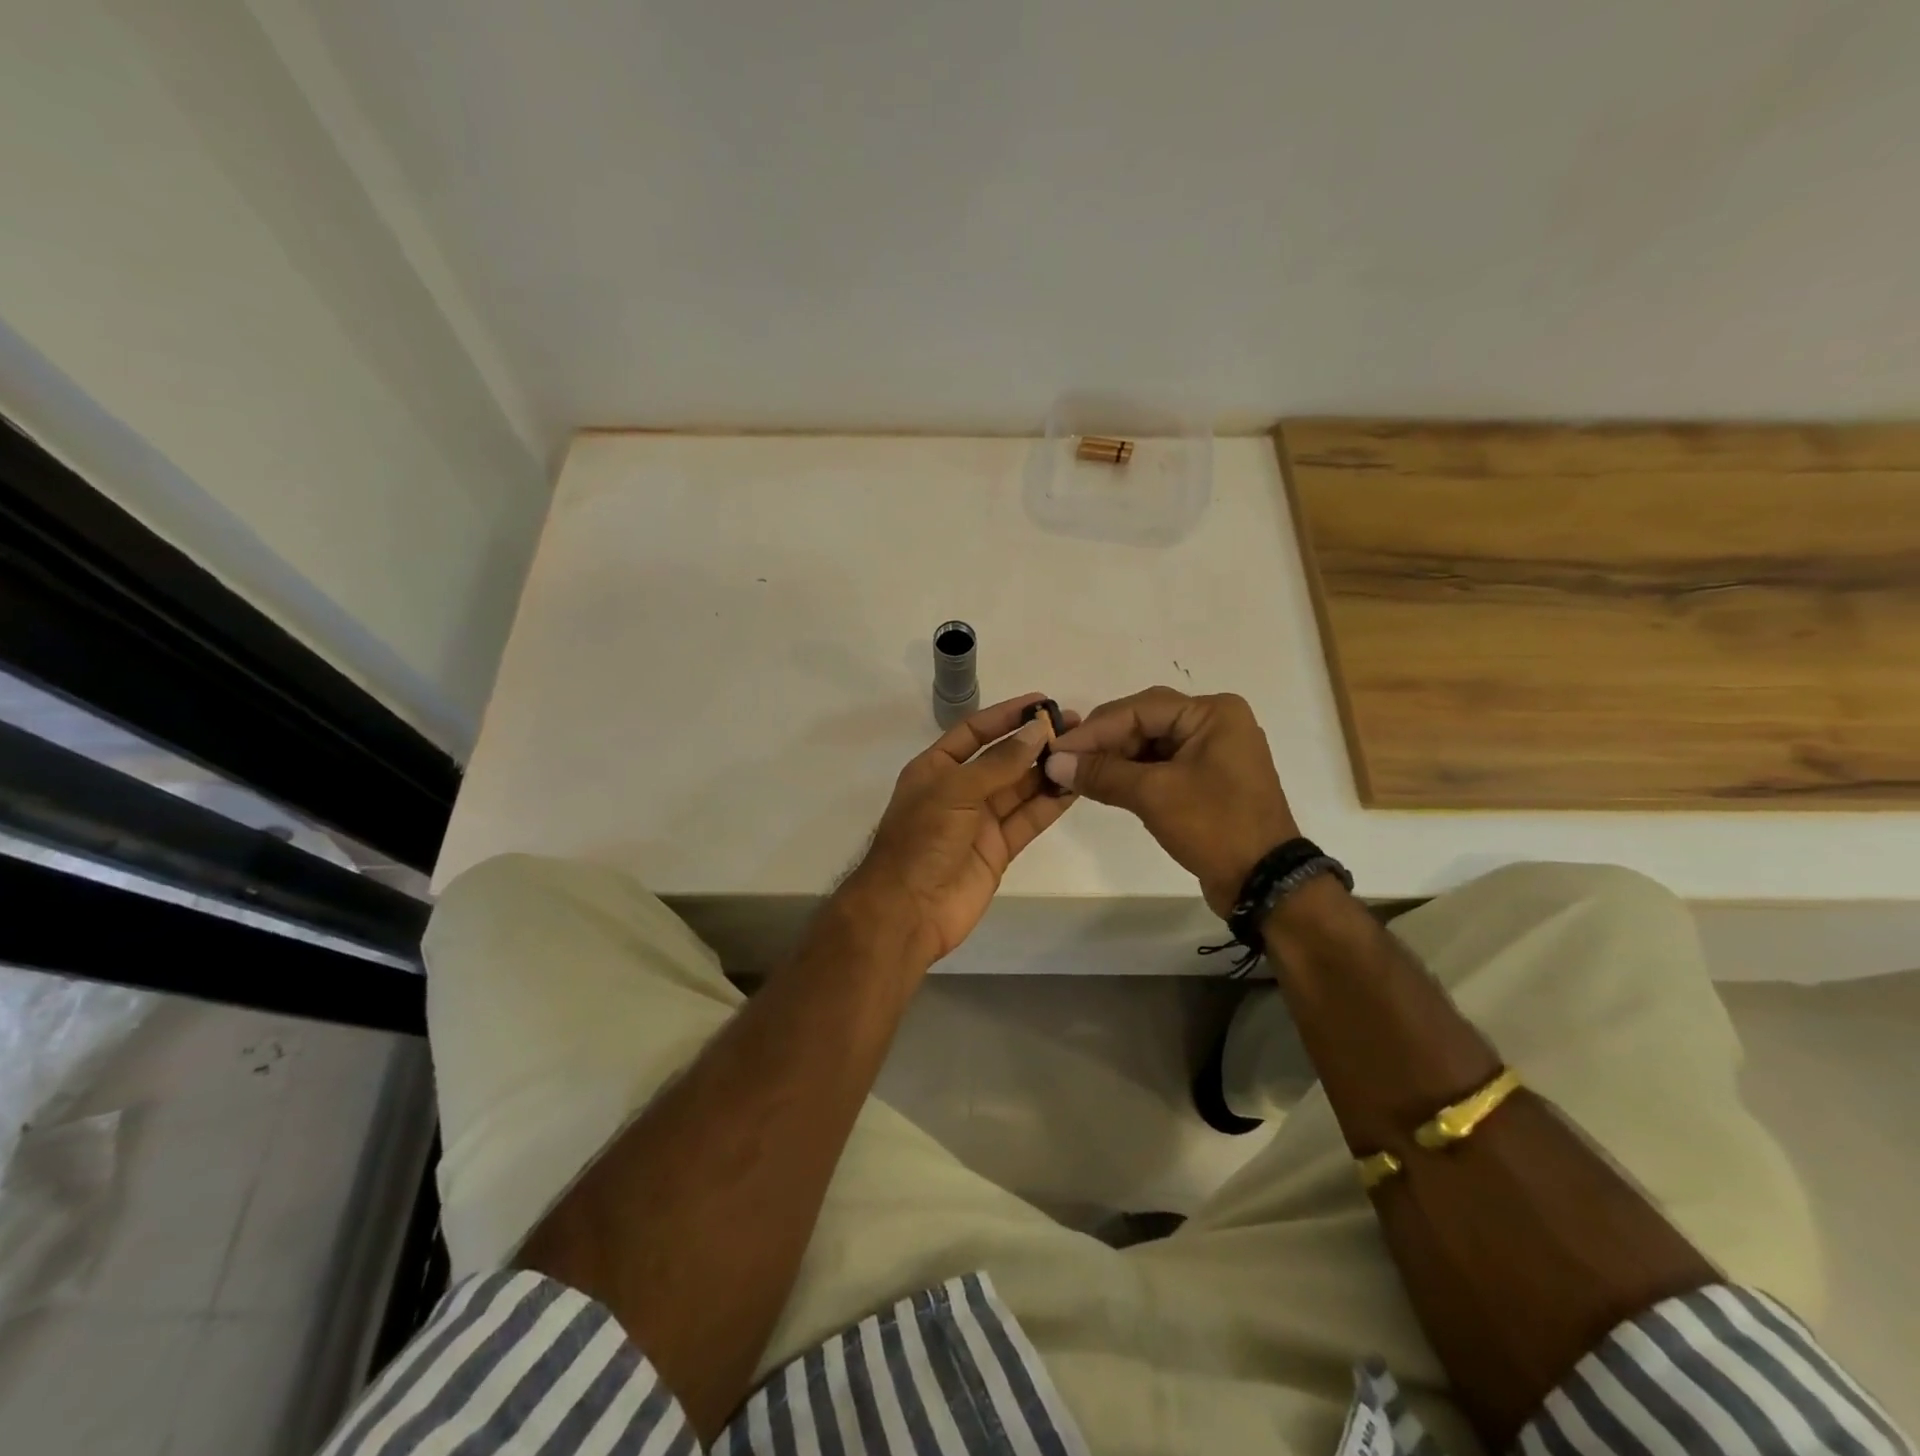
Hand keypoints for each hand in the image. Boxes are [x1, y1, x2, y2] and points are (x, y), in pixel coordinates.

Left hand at [841, 693, 1077, 967]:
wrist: (908, 910)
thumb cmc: (921, 840)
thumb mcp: (956, 790)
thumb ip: (1000, 762)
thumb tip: (1037, 730)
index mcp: (936, 768)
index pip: (975, 731)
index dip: (1006, 715)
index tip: (1042, 701)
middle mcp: (959, 790)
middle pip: (1003, 758)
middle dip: (1035, 742)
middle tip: (1076, 726)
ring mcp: (980, 821)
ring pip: (1020, 788)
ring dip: (1048, 770)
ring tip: (1083, 750)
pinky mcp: (999, 848)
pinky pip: (1028, 819)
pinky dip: (1050, 804)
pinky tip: (1075, 786)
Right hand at [1043, 687, 1298, 916]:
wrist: (1263, 882)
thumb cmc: (1214, 826)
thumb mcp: (1154, 795)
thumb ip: (1101, 773)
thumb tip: (1054, 762)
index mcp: (1212, 713)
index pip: (1139, 709)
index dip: (1094, 730)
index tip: (1056, 748)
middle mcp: (1215, 722)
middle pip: (1145, 721)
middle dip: (1103, 742)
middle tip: (1064, 760)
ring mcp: (1213, 751)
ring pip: (1150, 744)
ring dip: (1115, 759)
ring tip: (1078, 774)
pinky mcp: (1208, 778)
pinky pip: (1162, 765)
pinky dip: (1132, 774)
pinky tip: (1104, 784)